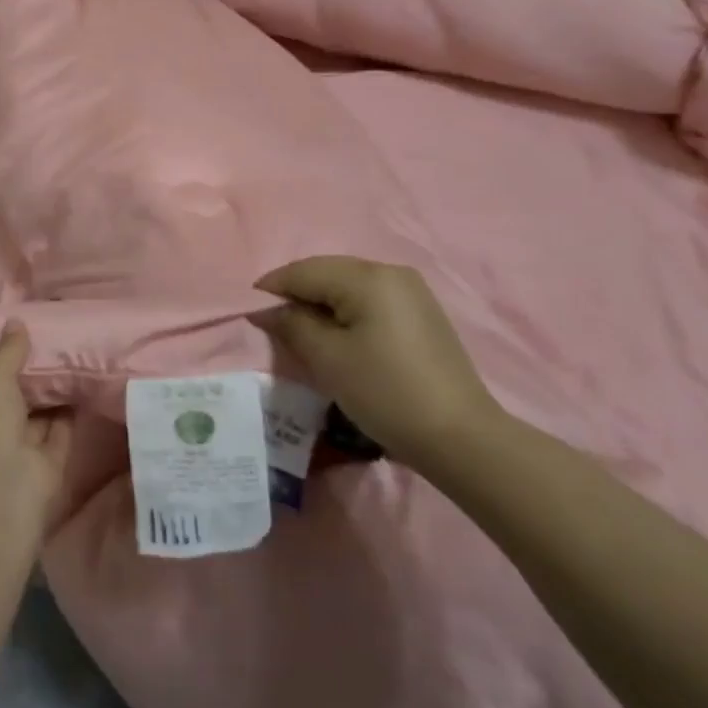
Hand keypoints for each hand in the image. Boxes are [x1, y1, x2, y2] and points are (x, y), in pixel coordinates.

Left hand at [0, 324, 71, 525]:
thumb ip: (8, 353)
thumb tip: (16, 321)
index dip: (7, 366)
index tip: (30, 341)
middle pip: (18, 403)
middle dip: (36, 380)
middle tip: (63, 345)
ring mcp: (20, 454)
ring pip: (42, 418)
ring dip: (58, 396)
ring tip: (81, 359)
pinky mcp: (49, 470)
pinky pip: (62, 435)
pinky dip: (74, 415)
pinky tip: (90, 387)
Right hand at [256, 256, 503, 469]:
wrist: (459, 437)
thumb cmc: (385, 392)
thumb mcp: (328, 359)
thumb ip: (292, 325)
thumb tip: (265, 310)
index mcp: (368, 276)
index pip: (305, 271)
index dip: (272, 288)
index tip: (248, 310)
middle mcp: (391, 272)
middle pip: (327, 272)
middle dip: (296, 293)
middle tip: (271, 322)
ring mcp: (411, 292)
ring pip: (348, 286)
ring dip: (320, 303)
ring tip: (300, 331)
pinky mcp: (421, 313)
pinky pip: (369, 300)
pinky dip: (344, 311)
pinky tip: (336, 335)